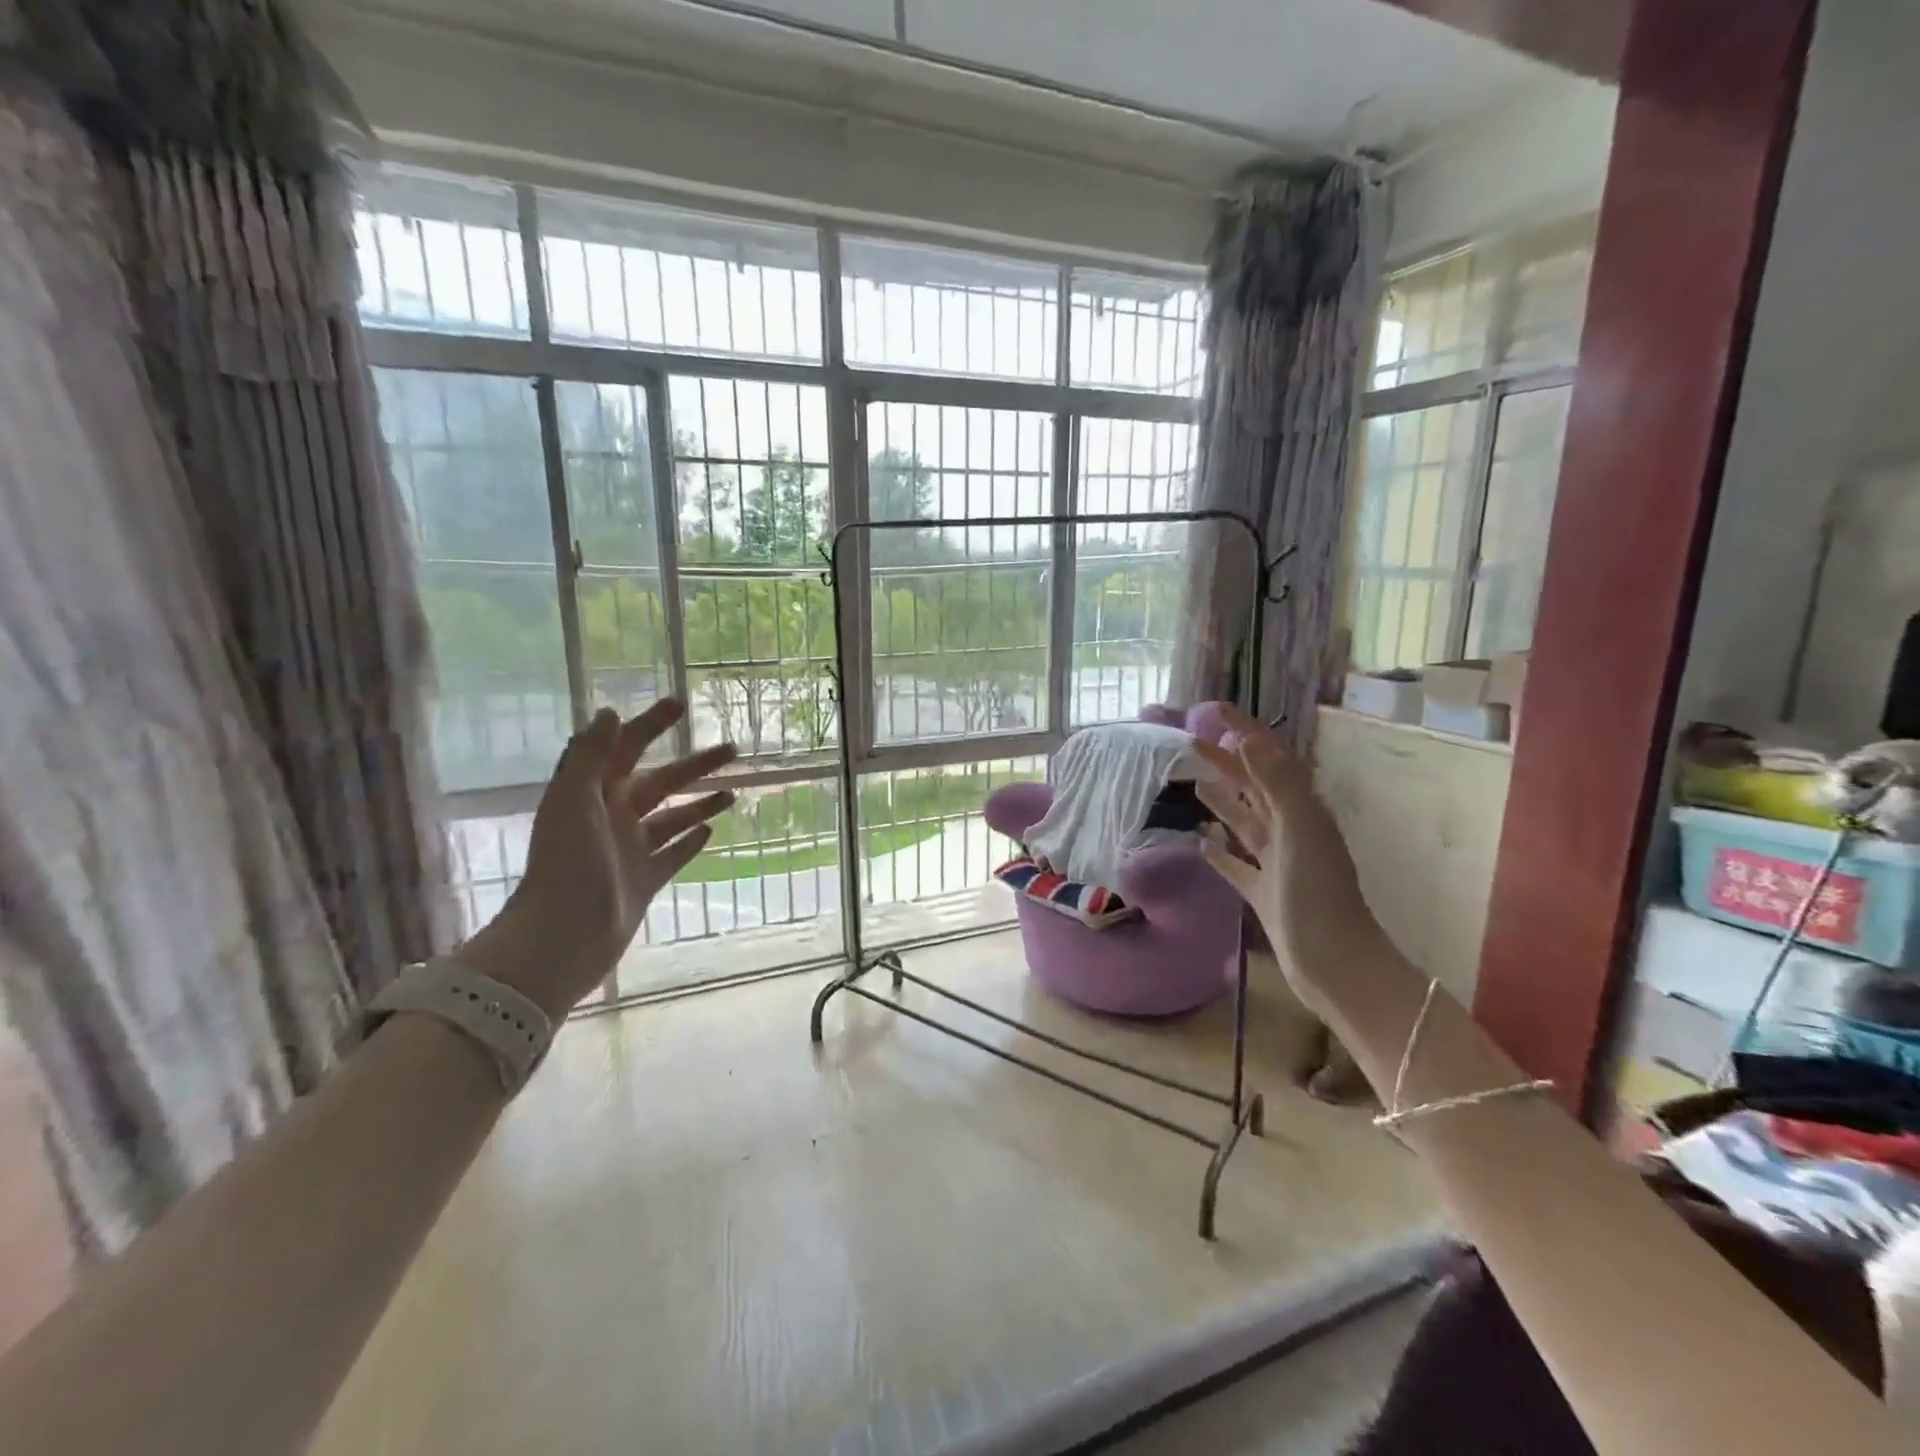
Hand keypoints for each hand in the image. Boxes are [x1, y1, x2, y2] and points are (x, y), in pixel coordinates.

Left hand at [453, 701, 735, 1019]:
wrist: (561, 939)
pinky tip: (711, 830)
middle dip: (695, 765)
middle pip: (661, 782)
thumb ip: (589, 756)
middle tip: (733, 748)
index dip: (651, 724)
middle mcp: (612, 818)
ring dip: (701, 802)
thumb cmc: (566, 865)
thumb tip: (610, 712)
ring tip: (733, 792)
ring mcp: (630, 851)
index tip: (681, 704)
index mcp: (592, 795)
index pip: (626, 749)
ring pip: (672, 817)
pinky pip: (672, 855)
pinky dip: (690, 841)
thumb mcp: (573, 802)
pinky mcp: (644, 882)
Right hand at [1191, 706, 1383, 1015]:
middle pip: (1254, 788)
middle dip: (1226, 764)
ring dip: (1223, 802)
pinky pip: (1237, 864)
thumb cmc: (1317, 896)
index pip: (1270, 760)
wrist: (1335, 965)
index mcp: (1302, 812)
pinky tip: (1202, 841)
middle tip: (1191, 743)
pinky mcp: (1265, 892)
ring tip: (1195, 784)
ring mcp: (1278, 864)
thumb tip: (1249, 739)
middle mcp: (1291, 832)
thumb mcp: (1300, 831)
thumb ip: (1276, 783)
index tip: (1215, 709)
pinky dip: (1220, 851)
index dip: (1245, 732)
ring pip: (1244, 822)